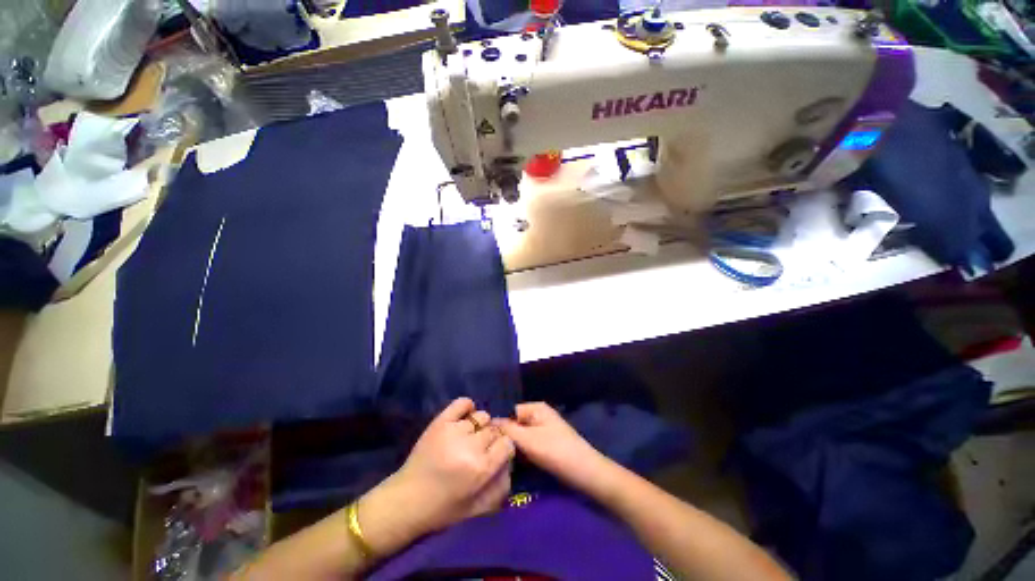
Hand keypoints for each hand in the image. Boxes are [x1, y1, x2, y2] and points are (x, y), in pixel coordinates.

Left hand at [359, 398, 514, 554]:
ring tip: (468, 438)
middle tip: (479, 450)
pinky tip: (464, 419)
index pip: (507, 444)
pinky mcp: (440, 421)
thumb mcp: (479, 507)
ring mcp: (454, 431)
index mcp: (482, 469)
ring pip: (481, 417)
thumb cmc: (444, 509)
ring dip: (479, 427)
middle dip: (491, 439)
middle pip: (494, 430)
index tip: (496, 454)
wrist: (407, 501)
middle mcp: (471, 446)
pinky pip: (463, 403)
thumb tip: (511, 461)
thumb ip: (502, 486)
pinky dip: (467, 408)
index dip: (504, 449)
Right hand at [498, 402, 606, 490]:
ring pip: (521, 436)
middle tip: (492, 453)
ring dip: (513, 447)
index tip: (486, 440)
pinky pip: (529, 445)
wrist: (585, 472)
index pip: (510, 411)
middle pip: (515, 424)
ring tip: (500, 459)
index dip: (499, 424)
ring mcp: (544, 430)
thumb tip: (488, 422)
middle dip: (506, 437)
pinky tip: (514, 464)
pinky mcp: (547, 444)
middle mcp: (539, 415)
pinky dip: (522, 453)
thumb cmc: (555, 451)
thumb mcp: (528, 439)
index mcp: (536, 408)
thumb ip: (507, 430)